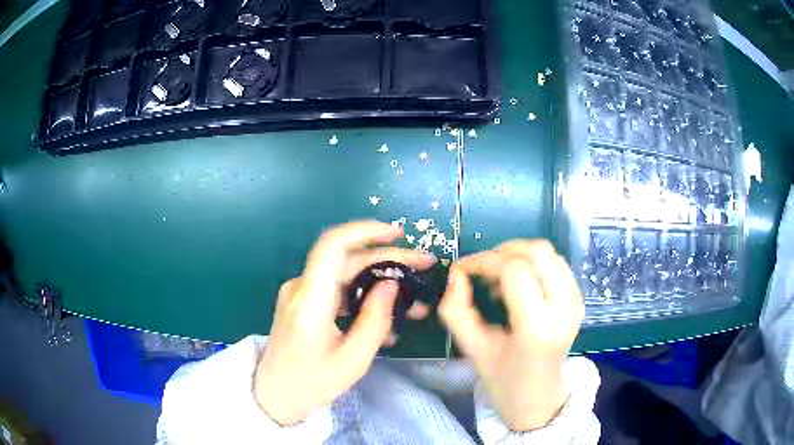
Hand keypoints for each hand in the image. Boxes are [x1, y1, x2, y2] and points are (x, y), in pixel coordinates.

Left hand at [254, 221, 436, 425]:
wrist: (274, 395)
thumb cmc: (311, 383)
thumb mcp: (353, 360)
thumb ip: (375, 320)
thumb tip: (392, 283)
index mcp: (310, 299)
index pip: (333, 245)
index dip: (366, 231)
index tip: (399, 234)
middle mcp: (301, 287)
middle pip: (348, 258)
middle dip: (389, 259)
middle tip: (425, 266)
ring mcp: (301, 294)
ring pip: (346, 274)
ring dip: (381, 281)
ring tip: (414, 299)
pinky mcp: (304, 303)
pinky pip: (338, 291)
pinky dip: (364, 297)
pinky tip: (388, 316)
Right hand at [439, 240, 584, 430]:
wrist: (538, 397)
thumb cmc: (503, 379)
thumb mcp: (472, 349)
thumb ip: (456, 310)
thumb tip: (456, 273)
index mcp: (537, 328)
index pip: (515, 271)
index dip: (484, 262)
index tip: (463, 270)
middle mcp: (564, 308)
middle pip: (537, 251)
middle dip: (502, 252)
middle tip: (481, 270)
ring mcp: (576, 301)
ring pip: (548, 252)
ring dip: (517, 255)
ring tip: (498, 277)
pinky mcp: (579, 298)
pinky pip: (555, 262)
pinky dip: (531, 262)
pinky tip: (517, 283)